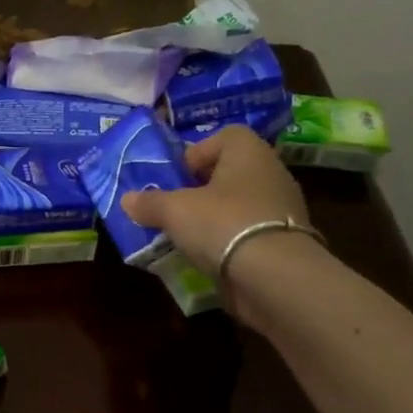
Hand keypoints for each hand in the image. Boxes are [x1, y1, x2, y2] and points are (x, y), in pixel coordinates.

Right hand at [121, 124, 312, 277]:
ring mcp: (282, 208)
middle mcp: (271, 172)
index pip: (225, 136)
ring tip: (189, 237)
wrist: (274, 276)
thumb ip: (150, 203)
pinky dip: (231, 241)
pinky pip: (250, 232)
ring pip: (240, 204)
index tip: (177, 178)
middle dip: (202, 189)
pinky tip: (211, 258)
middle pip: (230, 172)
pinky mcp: (286, 241)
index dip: (198, 153)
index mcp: (249, 151)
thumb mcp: (174, 211)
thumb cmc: (222, 224)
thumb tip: (127, 200)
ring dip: (216, 216)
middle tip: (177, 208)